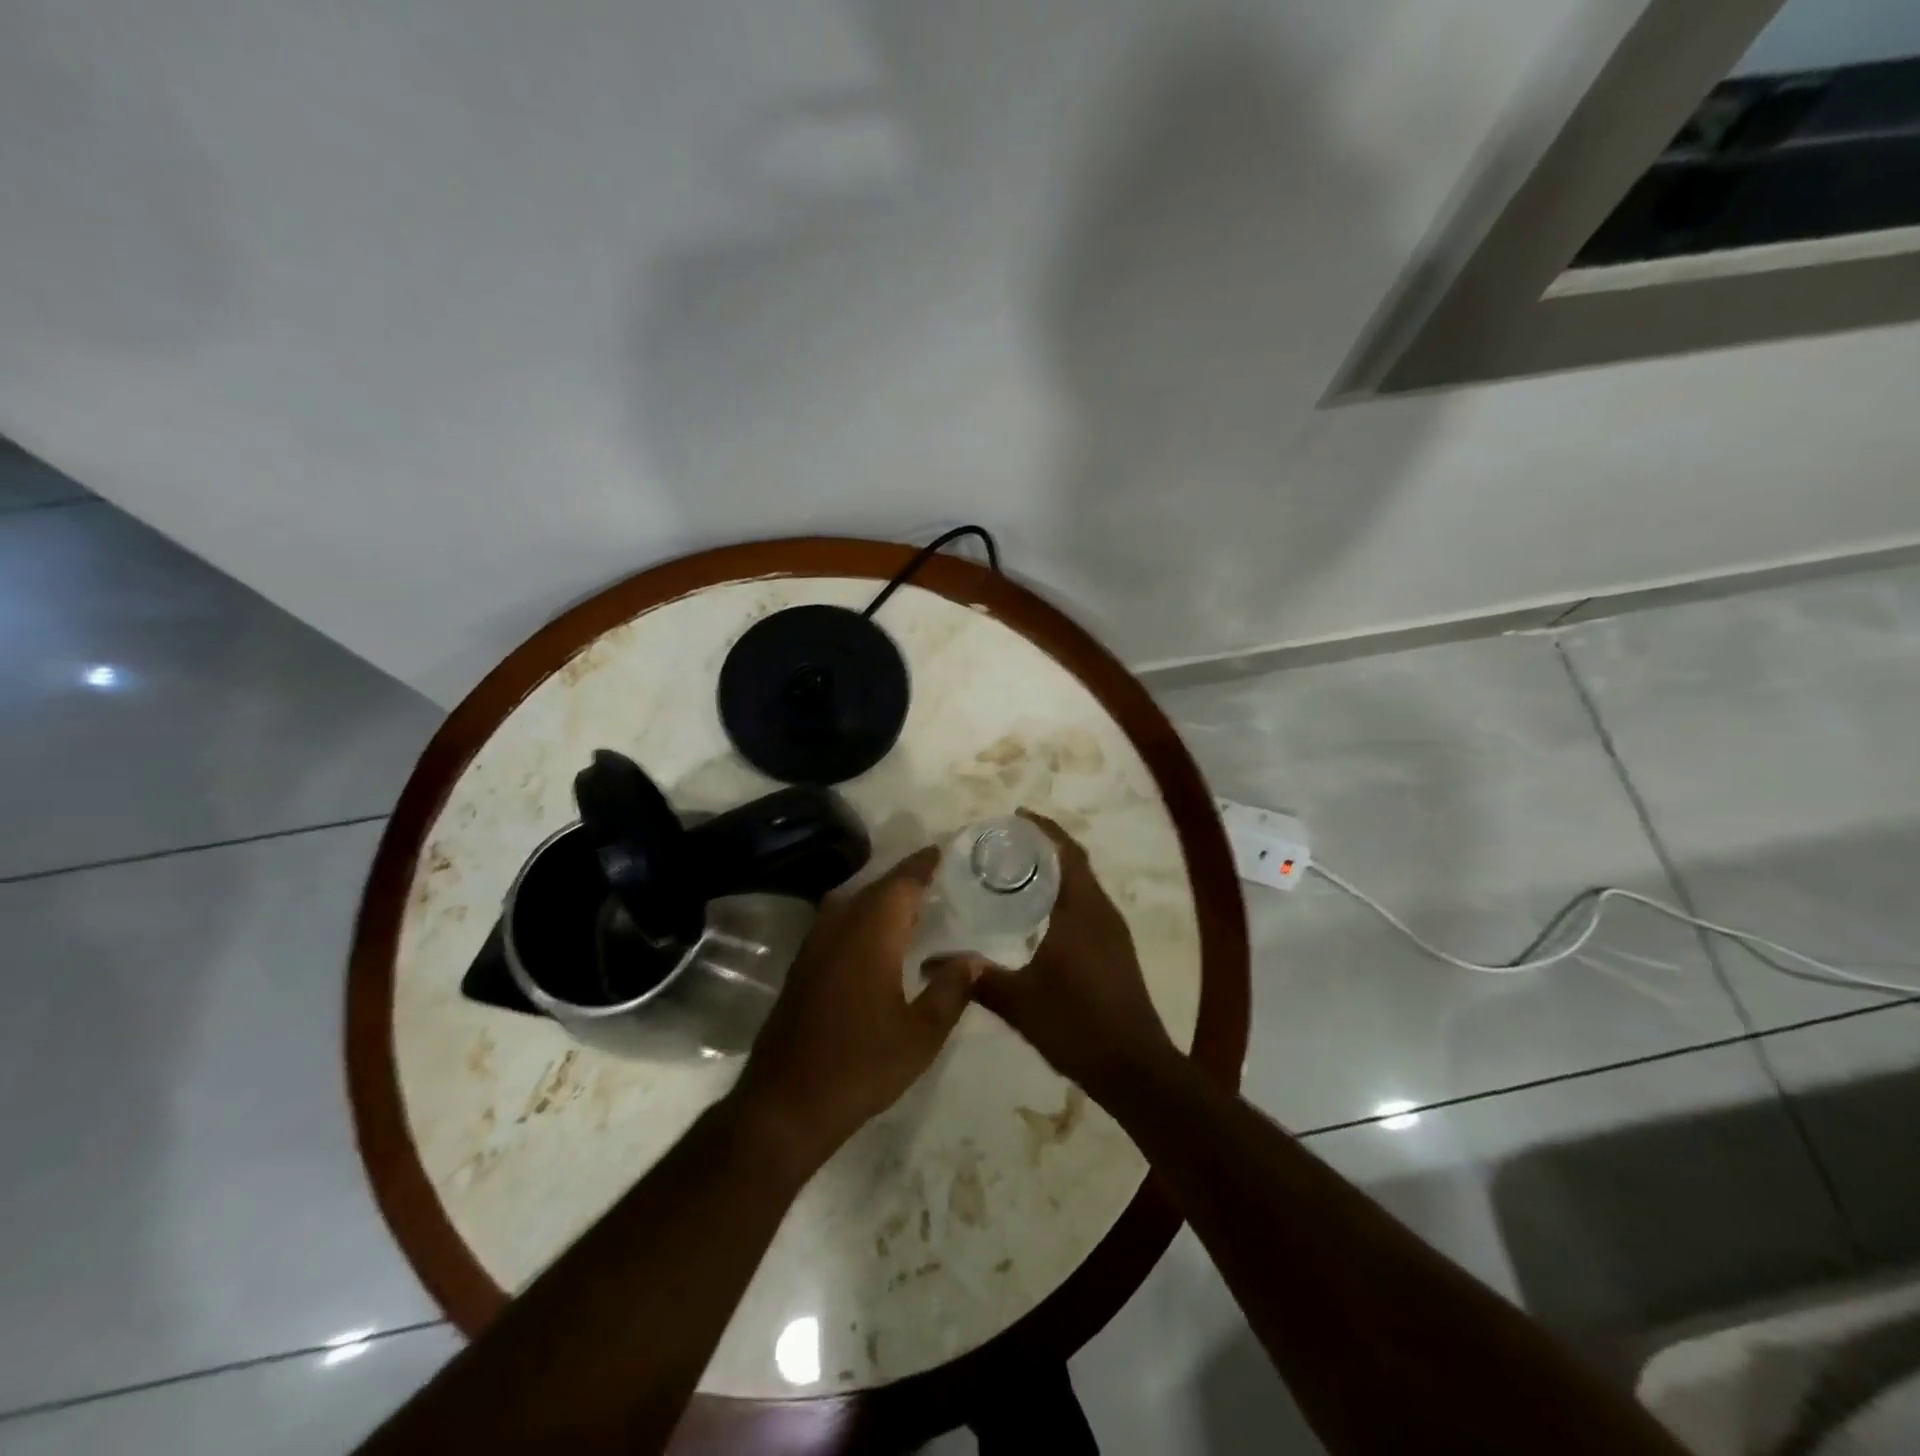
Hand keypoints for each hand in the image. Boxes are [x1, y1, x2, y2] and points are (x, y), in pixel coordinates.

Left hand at [732, 847, 976, 1174]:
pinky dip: (863, 915)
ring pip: (853, 901)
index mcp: (871, 934)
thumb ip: (951, 990)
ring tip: (913, 902)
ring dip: (882, 896)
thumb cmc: (861, 1066)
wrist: (786, 1103)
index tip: (943, 850)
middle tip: (937, 876)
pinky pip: (838, 921)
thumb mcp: (921, 1035)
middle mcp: (839, 927)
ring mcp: (815, 944)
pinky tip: (878, 937)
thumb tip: (974, 959)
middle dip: (905, 878)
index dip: (923, 865)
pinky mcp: (803, 965)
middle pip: (876, 887)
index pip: (902, 883)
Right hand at [971, 811, 1179, 1102]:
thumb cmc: (1077, 1024)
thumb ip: (977, 978)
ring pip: (1083, 886)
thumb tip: (931, 964)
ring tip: (1015, 872)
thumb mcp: (1019, 1002)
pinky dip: (1064, 896)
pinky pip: (1087, 906)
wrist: (1133, 1069)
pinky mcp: (1115, 951)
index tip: (1015, 815)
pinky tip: (1037, 916)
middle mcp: (1102, 912)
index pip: (1065, 852)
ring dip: (1056, 872)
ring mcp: (1113, 932)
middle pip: (1075, 863)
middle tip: (1005, 843)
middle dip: (1045, 846)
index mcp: (1082, 910)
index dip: (1043, 829)